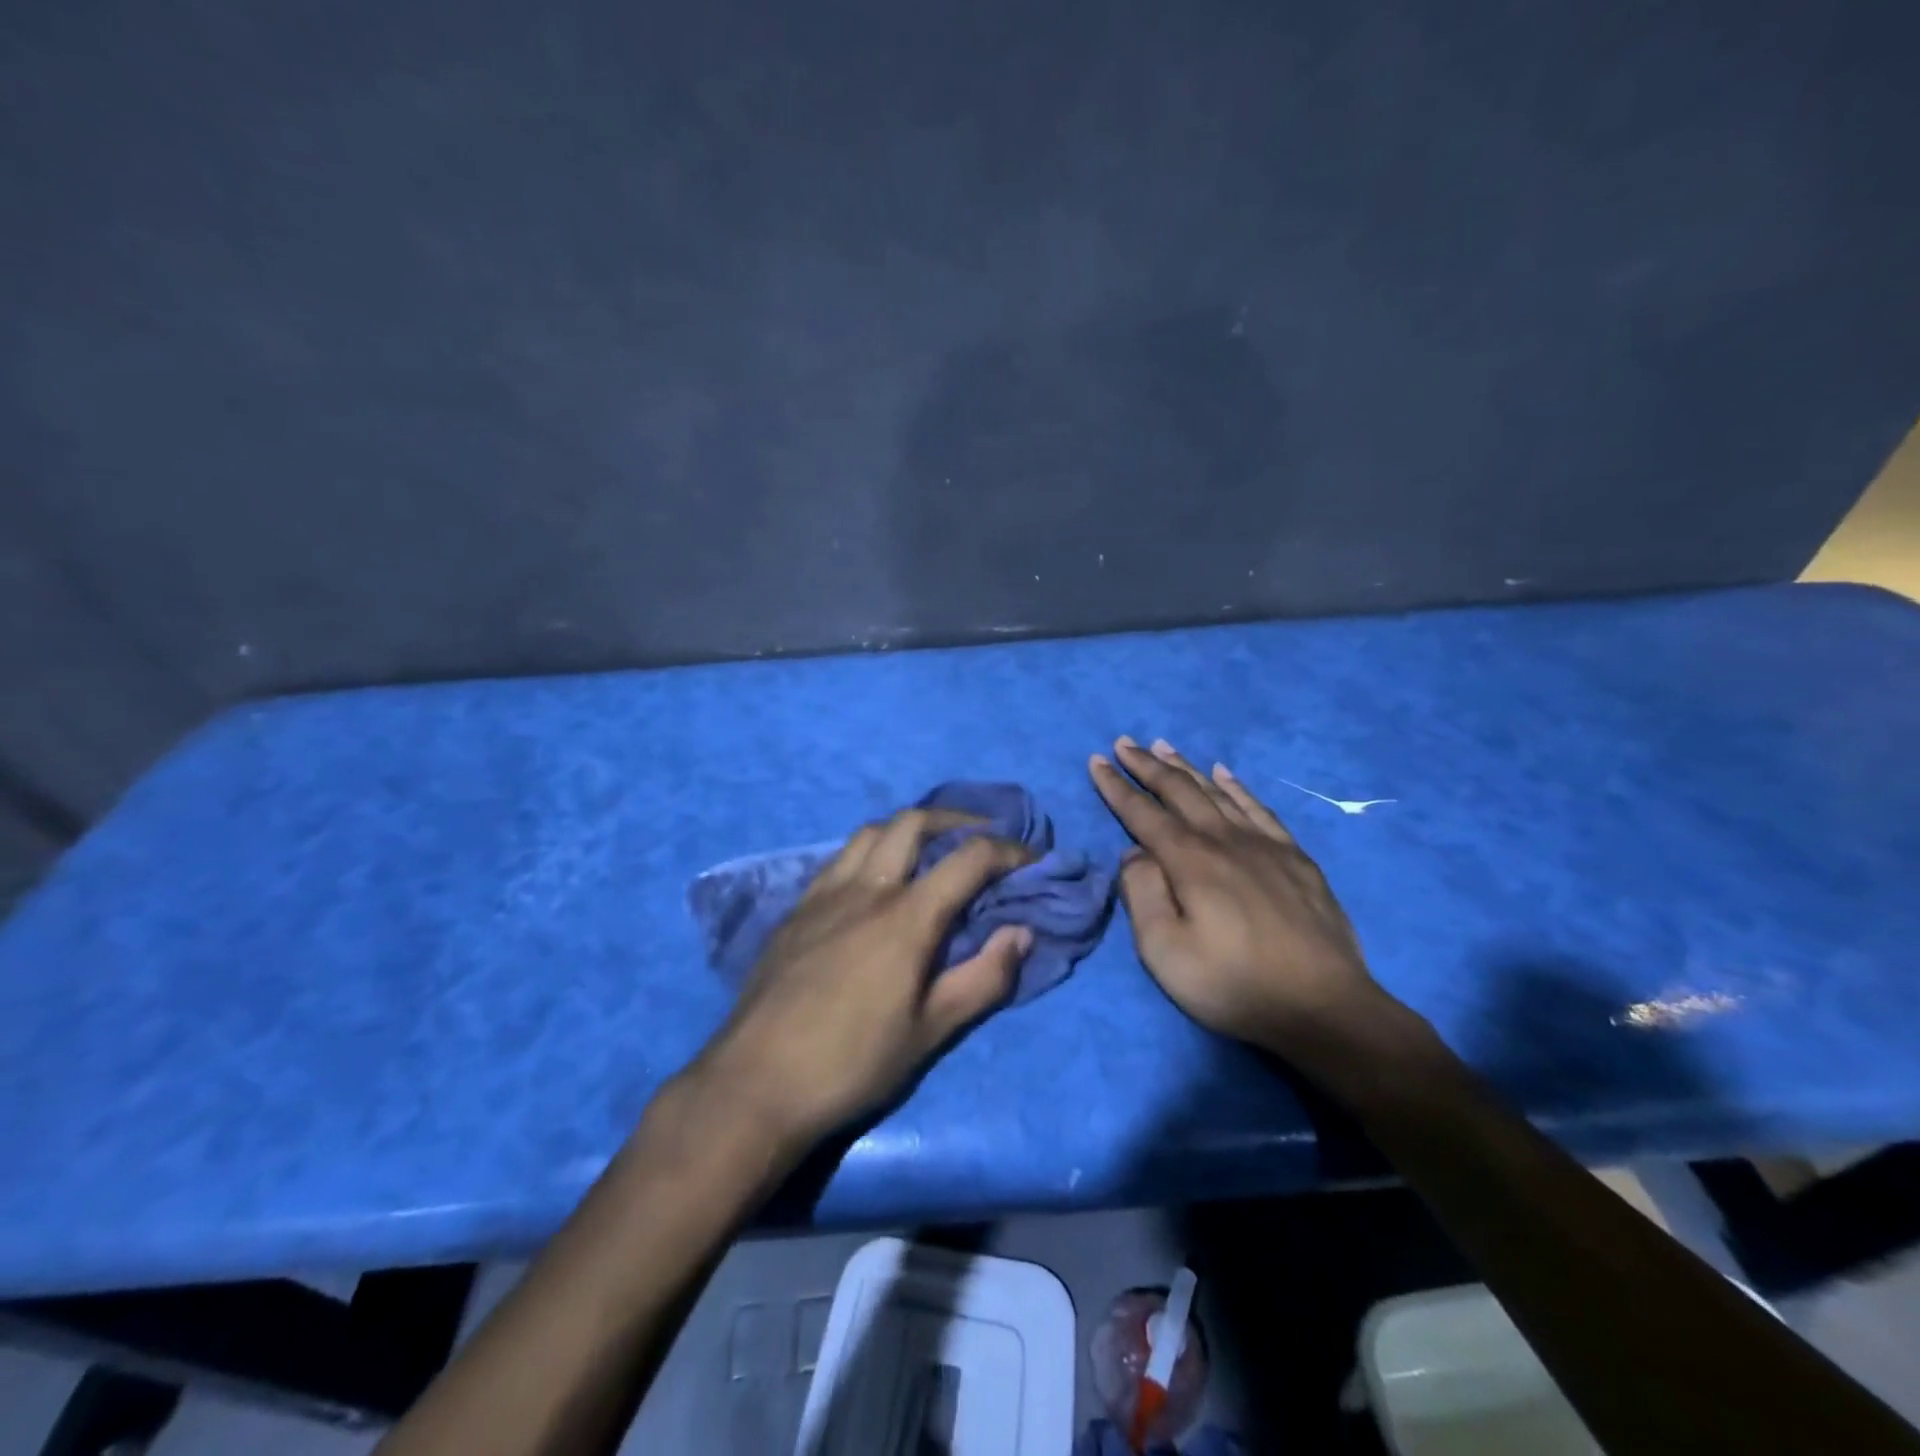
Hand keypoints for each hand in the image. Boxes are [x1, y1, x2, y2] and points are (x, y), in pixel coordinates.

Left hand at [692, 809, 1033, 1148]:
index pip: (968, 858)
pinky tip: (874, 881)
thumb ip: (984, 978)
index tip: (1031, 859)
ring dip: (908, 829)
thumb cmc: (853, 1062)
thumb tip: (1021, 933)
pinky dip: (871, 851)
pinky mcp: (796, 909)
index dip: (1008, 851)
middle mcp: (866, 888)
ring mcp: (824, 894)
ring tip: (928, 851)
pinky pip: (840, 858)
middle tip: (979, 838)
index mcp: (906, 916)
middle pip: (913, 823)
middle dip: (956, 820)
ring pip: (871, 832)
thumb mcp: (931, 1031)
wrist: (756, 1082)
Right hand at [1089, 736, 1387, 1053]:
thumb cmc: (1233, 983)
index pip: (1143, 813)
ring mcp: (1264, 845)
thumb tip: (1133, 852)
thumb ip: (1142, 894)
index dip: (1117, 786)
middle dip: (1147, 765)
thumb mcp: (1165, 951)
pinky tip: (1223, 774)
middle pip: (1179, 791)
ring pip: (1215, 793)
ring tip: (1163, 745)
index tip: (1097, 760)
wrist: (1324, 1007)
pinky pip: (1258, 808)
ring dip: (1185, 767)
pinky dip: (1236, 787)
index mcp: (1189, 861)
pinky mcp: (1294, 857)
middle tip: (1124, 742)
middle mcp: (1224, 840)